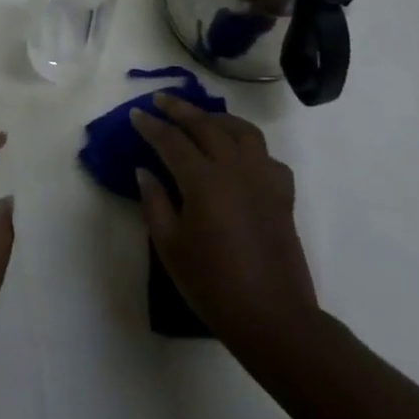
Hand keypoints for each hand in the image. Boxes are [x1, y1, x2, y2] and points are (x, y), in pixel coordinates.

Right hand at [130, 94, 318, 353]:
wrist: (272, 318)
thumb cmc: (212, 284)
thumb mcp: (170, 245)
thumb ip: (155, 202)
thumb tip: (145, 171)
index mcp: (203, 180)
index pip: (171, 141)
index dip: (151, 126)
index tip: (136, 114)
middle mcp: (235, 170)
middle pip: (206, 126)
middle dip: (181, 109)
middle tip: (161, 99)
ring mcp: (263, 180)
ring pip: (243, 132)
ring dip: (218, 119)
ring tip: (202, 118)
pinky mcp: (283, 196)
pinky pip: (267, 157)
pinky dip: (250, 148)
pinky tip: (239, 156)